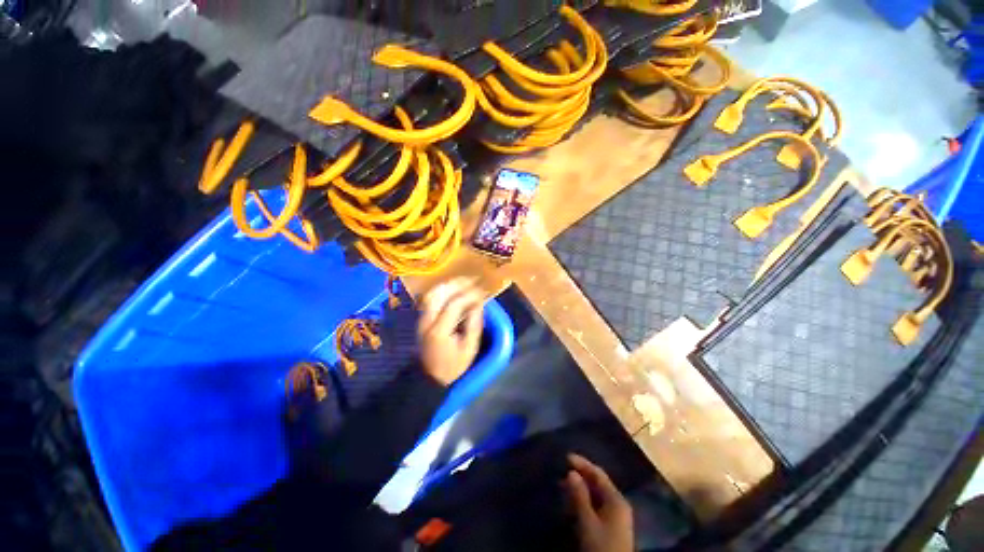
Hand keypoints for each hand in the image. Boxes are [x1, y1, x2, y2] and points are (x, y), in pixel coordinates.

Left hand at [417, 278, 485, 386]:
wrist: (431, 377)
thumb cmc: (453, 365)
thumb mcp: (469, 348)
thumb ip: (474, 324)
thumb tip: (479, 303)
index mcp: (440, 331)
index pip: (454, 304)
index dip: (470, 295)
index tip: (483, 291)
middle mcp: (427, 321)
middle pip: (439, 294)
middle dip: (457, 283)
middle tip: (474, 279)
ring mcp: (421, 319)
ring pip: (432, 293)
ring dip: (448, 284)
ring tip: (464, 280)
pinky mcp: (421, 319)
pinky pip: (430, 298)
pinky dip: (442, 289)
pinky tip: (453, 287)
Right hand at [564, 454, 633, 551]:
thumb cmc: (601, 546)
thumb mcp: (588, 521)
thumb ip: (580, 496)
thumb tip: (571, 472)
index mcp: (616, 498)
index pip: (598, 474)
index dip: (582, 463)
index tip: (565, 457)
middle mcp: (617, 503)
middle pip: (598, 483)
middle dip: (580, 476)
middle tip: (561, 471)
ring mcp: (615, 516)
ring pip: (596, 495)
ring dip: (580, 489)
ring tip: (562, 485)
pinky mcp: (611, 527)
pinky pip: (596, 506)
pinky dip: (583, 501)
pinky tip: (572, 502)